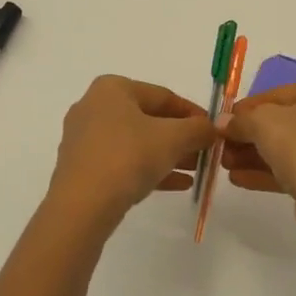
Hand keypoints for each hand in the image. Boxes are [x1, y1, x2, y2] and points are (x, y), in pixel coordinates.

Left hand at [43, 76, 215, 237]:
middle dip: (181, 137)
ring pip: (137, 142)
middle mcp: (94, 107)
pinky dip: (149, 169)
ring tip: (196, 170)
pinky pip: (123, 162)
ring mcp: (85, 139)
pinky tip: (178, 184)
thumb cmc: (128, 157)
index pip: (163, 96)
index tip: (213, 131)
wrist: (81, 207)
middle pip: (149, 119)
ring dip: (169, 155)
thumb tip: (212, 128)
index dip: (193, 113)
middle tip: (206, 152)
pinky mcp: (82, 168)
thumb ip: (198, 129)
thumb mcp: (173, 138)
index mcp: (112, 88)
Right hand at [221, 78, 295, 231]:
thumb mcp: (263, 123)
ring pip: (288, 148)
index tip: (225, 121)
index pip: (279, 93)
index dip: (248, 107)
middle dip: (249, 135)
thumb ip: (241, 120)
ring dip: (254, 155)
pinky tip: (239, 180)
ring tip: (224, 165)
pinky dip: (268, 172)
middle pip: (283, 122)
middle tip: (221, 146)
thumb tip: (223, 123)